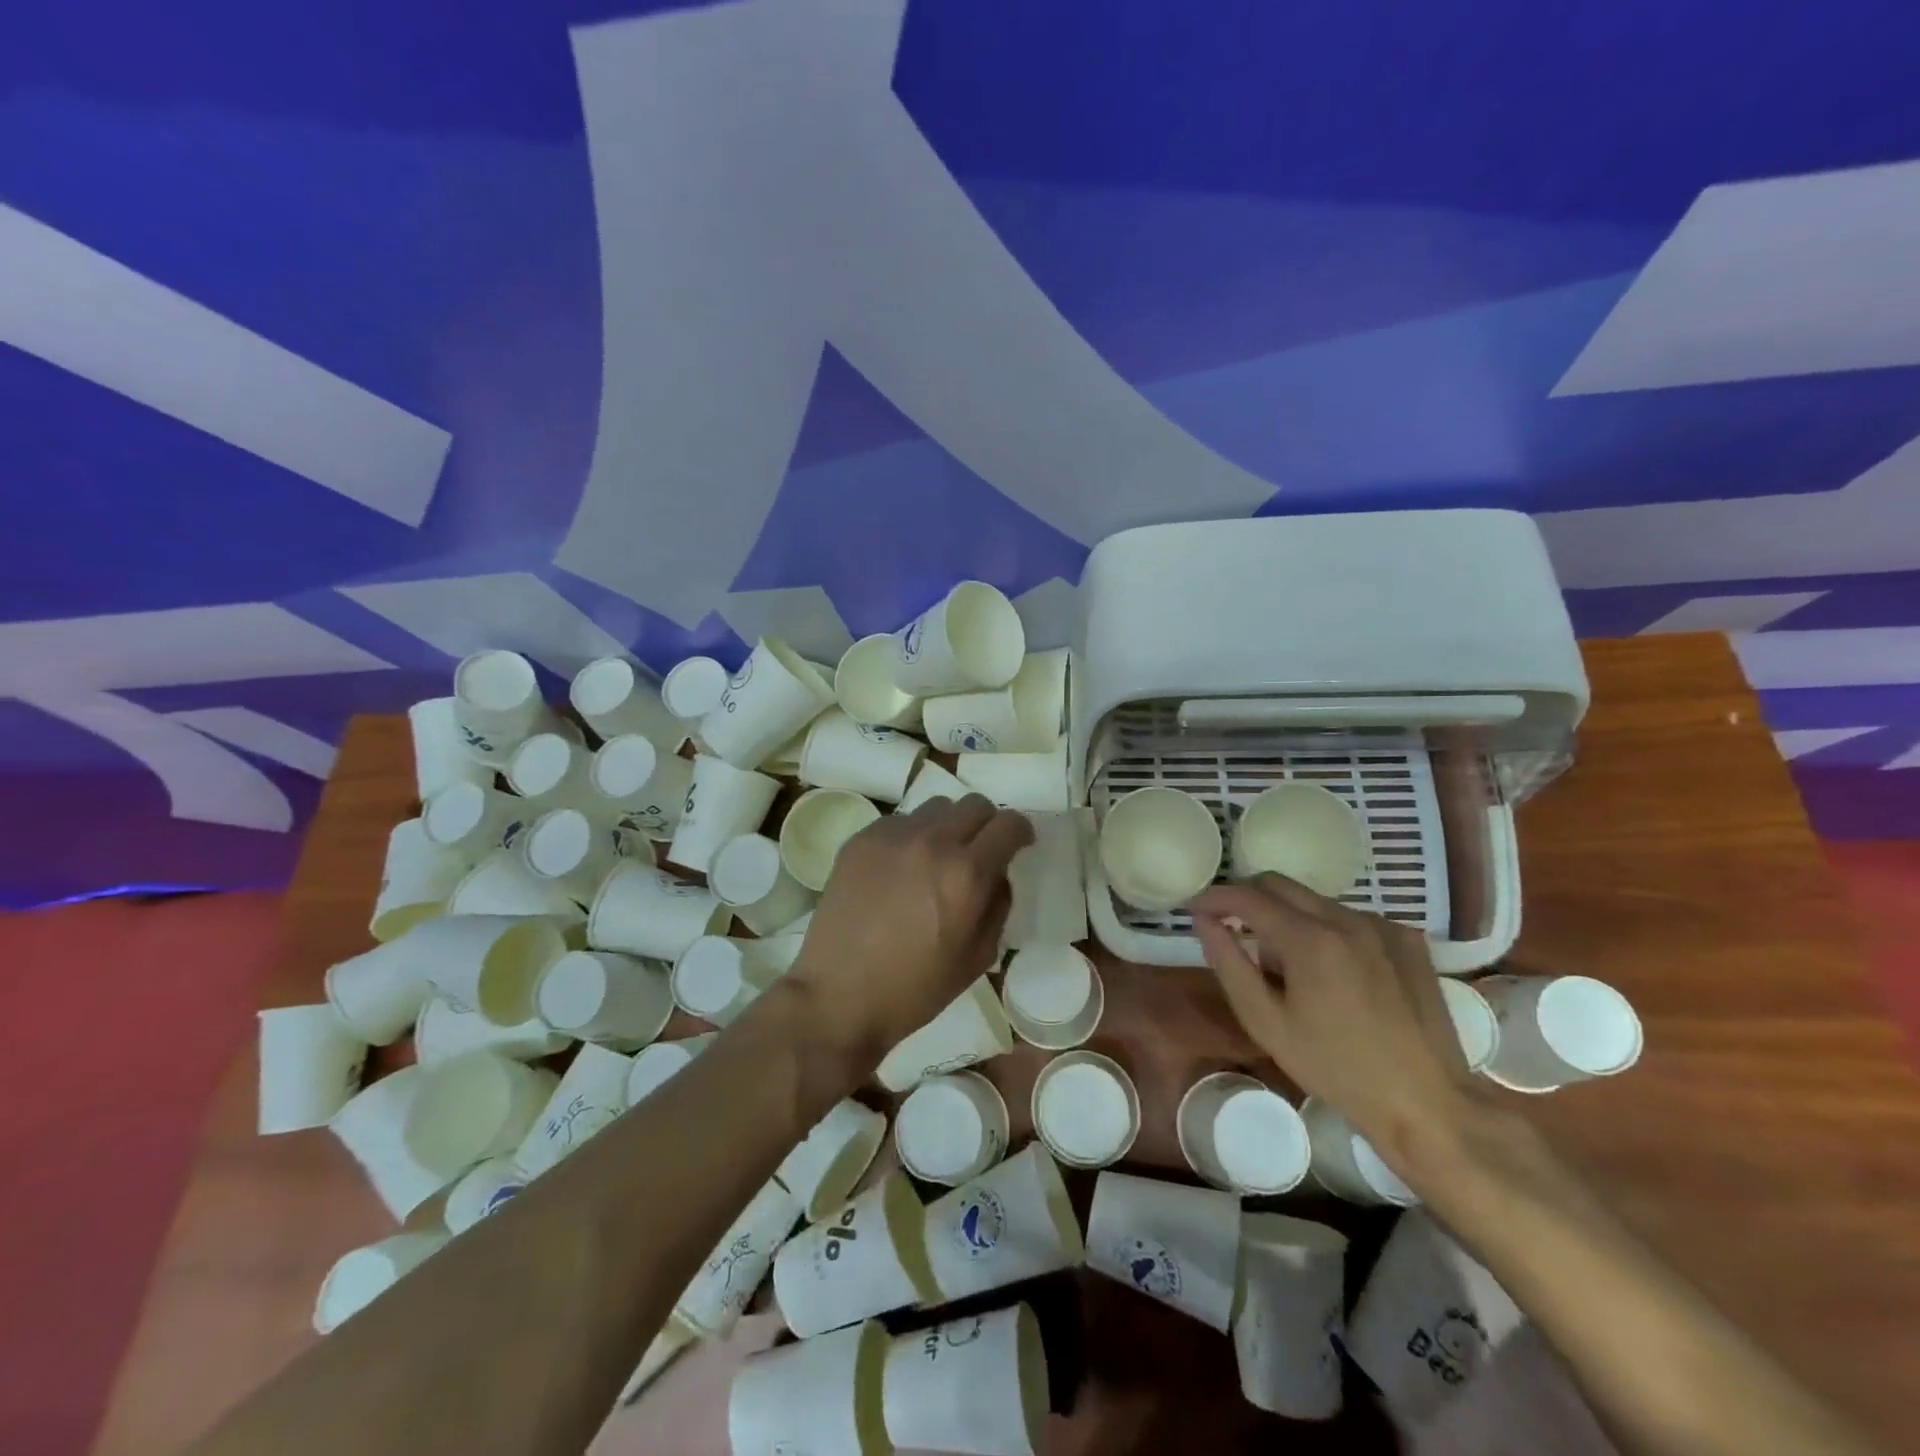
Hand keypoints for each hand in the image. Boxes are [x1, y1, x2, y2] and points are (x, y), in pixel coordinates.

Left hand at [787, 795, 1032, 1064]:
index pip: (1009, 824)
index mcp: (967, 873)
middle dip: (987, 824)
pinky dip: (912, 837)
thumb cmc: (914, 989)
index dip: (1020, 831)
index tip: (1019, 844)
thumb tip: (997, 874)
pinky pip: (900, 822)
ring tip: (936, 858)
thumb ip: (998, 905)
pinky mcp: (861, 839)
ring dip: (948, 826)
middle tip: (979, 851)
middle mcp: (932, 841)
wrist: (838, 995)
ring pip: (936, 807)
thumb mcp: (978, 957)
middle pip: (975, 803)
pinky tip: (900, 870)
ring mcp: (892, 836)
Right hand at [1189, 874, 1472, 1164]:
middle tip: (1231, 929)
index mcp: (1310, 939)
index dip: (1214, 897)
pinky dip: (1327, 930)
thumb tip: (1204, 920)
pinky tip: (1333, 973)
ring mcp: (1382, 926)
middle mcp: (1347, 918)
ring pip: (1315, 901)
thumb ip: (1228, 963)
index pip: (1247, 896)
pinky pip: (1350, 918)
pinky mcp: (1407, 939)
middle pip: (1280, 885)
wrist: (1427, 1102)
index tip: (1194, 908)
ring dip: (1288, 918)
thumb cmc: (1335, 1068)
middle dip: (1247, 899)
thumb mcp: (1265, 1022)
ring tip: (1287, 967)